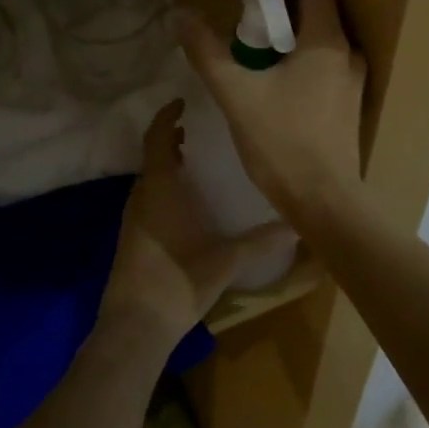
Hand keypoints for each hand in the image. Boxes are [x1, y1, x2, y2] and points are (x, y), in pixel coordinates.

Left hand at [99, 100, 265, 353]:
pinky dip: (161, 187)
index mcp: (160, 188)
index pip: (157, 138)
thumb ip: (262, 240)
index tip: (181, 103)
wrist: (135, 325)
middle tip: (194, 132)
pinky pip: (145, 199)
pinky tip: (182, 204)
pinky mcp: (129, 238)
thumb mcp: (227, 260)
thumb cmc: (179, 280)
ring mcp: (131, 218)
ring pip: (148, 179)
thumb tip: (298, 226)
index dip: (166, 116)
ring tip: (190, 162)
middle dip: (170, 140)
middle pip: (151, 156)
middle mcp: (141, 196)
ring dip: (165, 165)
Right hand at [178, 0, 366, 224]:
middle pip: (320, 8)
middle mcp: (347, 54)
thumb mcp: (235, 94)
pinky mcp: (348, 103)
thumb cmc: (282, 142)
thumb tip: (182, 13)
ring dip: (295, 26)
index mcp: (326, 42)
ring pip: (323, 37)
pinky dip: (303, 51)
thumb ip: (207, 52)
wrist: (324, 202)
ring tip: (259, 33)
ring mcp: (352, 80)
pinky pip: (326, 60)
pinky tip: (277, 70)